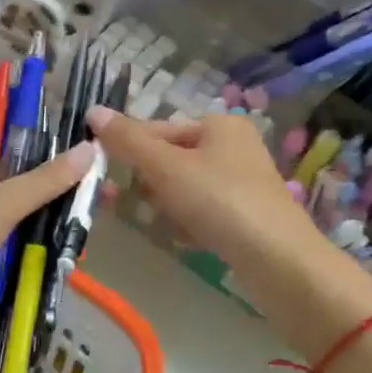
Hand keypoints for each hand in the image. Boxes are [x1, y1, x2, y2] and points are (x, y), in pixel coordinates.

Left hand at [0, 144, 93, 372]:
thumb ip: (43, 183)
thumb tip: (91, 148)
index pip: (20, 157)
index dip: (57, 158)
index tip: (97, 163)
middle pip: (27, 200)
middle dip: (62, 204)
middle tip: (108, 206)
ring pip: (23, 237)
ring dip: (50, 241)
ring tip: (91, 243)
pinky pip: (12, 269)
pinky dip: (34, 271)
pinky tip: (66, 273)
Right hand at [86, 108, 371, 358]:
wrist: (278, 261)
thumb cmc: (219, 201)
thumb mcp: (166, 166)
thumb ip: (128, 140)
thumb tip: (93, 111)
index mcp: (219, 125)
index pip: (159, 128)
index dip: (130, 149)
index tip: (107, 175)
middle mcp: (234, 147)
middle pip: (171, 159)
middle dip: (151, 183)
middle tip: (141, 204)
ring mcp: (243, 183)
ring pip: (185, 189)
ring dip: (168, 206)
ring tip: (170, 225)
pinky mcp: (246, 216)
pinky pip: (203, 213)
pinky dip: (190, 224)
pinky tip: (189, 240)